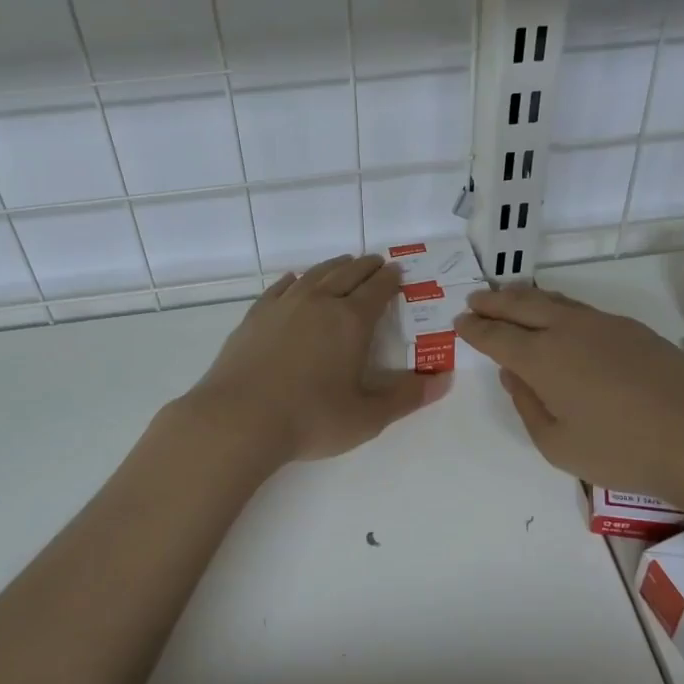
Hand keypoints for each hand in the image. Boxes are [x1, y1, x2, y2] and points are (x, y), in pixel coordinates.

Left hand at [184, 255, 448, 463]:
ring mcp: (284, 306)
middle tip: (377, 263)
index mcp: (351, 321)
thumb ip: (407, 397)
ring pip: (316, 274)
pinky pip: (281, 287)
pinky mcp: (256, 316)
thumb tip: (444, 379)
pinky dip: (295, 279)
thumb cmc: (310, 419)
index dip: (390, 280)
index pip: (377, 290)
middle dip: (367, 267)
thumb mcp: (367, 417)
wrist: (238, 420)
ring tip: (345, 263)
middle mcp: (319, 302)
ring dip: (335, 266)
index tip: (398, 272)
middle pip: (348, 274)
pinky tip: (295, 279)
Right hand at [454, 286, 683, 502]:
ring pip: (553, 300)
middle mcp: (567, 330)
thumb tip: (513, 375)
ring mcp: (603, 324)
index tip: (460, 321)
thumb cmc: (623, 451)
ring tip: (509, 296)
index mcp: (542, 358)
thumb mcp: (559, 445)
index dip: (475, 328)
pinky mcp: (632, 329)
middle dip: (494, 301)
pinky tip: (558, 314)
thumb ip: (528, 406)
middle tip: (476, 299)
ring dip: (525, 297)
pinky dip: (556, 305)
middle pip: (521, 305)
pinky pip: (580, 307)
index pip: (497, 336)